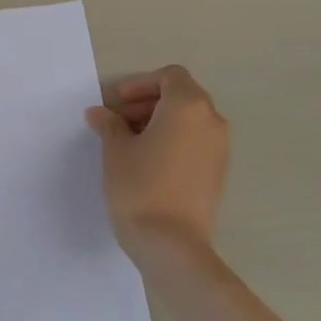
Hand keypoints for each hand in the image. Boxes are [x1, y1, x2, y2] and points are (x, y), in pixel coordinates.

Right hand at [85, 65, 227, 258]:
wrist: (172, 244)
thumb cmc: (139, 188)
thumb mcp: (116, 151)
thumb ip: (109, 125)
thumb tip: (100, 113)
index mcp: (188, 106)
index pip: (169, 76)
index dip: (140, 84)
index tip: (115, 103)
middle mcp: (211, 120)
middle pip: (181, 96)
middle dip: (147, 103)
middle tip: (117, 122)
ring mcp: (219, 148)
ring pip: (189, 120)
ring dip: (160, 122)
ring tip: (129, 144)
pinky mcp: (218, 172)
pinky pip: (195, 142)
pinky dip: (173, 141)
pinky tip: (148, 163)